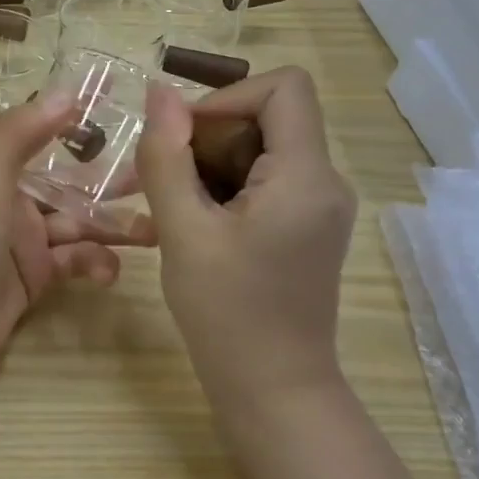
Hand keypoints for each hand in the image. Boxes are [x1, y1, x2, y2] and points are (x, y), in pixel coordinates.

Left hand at [0, 93, 155, 375]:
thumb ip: (19, 136)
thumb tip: (67, 91)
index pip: (41, 132)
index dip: (78, 119)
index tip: (122, 104)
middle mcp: (11, 197)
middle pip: (69, 181)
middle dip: (110, 182)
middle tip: (157, 181)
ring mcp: (25, 238)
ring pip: (79, 223)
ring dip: (113, 227)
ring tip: (153, 234)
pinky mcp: (36, 275)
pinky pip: (74, 260)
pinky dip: (94, 262)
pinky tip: (108, 273)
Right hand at [137, 67, 356, 399]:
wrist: (273, 392)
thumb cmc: (226, 314)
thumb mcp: (183, 231)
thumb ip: (167, 157)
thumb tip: (159, 91)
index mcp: (306, 176)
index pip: (283, 86)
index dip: (226, 98)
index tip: (182, 138)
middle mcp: (325, 181)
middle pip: (265, 119)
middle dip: (204, 139)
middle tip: (153, 179)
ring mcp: (318, 206)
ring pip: (258, 151)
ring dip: (204, 166)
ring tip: (159, 205)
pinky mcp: (305, 227)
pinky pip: (261, 183)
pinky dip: (220, 190)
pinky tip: (184, 223)